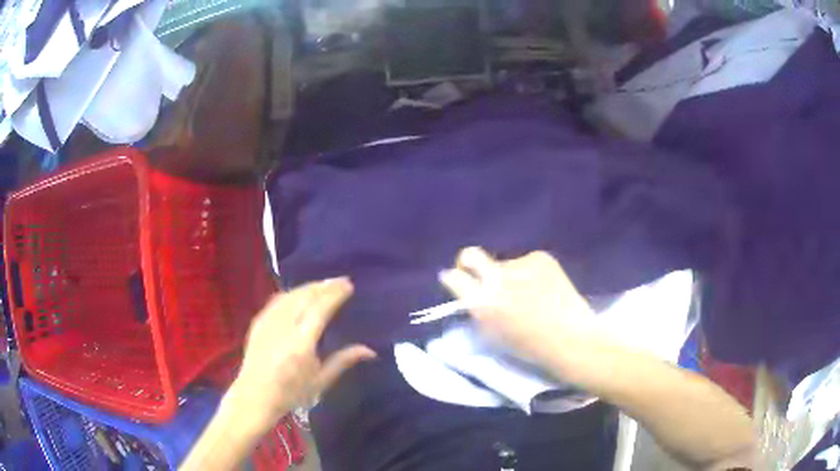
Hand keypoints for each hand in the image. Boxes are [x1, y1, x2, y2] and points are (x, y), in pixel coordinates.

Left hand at [228, 278, 375, 431]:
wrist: (255, 396)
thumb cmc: (291, 393)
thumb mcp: (321, 381)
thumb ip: (344, 360)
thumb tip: (371, 350)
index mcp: (302, 343)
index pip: (320, 309)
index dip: (335, 294)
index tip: (349, 285)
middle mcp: (284, 327)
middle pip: (305, 296)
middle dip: (324, 286)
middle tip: (340, 281)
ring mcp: (268, 322)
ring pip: (291, 295)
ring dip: (308, 287)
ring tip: (323, 285)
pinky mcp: (258, 322)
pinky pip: (277, 300)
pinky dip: (292, 293)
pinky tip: (299, 294)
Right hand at [439, 247, 594, 365]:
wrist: (572, 338)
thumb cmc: (530, 346)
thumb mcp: (492, 333)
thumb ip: (478, 309)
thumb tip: (469, 292)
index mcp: (482, 303)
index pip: (453, 277)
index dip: (454, 278)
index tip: (459, 280)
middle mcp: (497, 279)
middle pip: (470, 255)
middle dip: (468, 261)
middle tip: (478, 271)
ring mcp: (520, 264)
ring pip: (504, 264)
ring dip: (509, 275)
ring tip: (529, 293)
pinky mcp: (540, 258)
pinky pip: (525, 262)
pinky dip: (529, 273)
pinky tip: (544, 288)